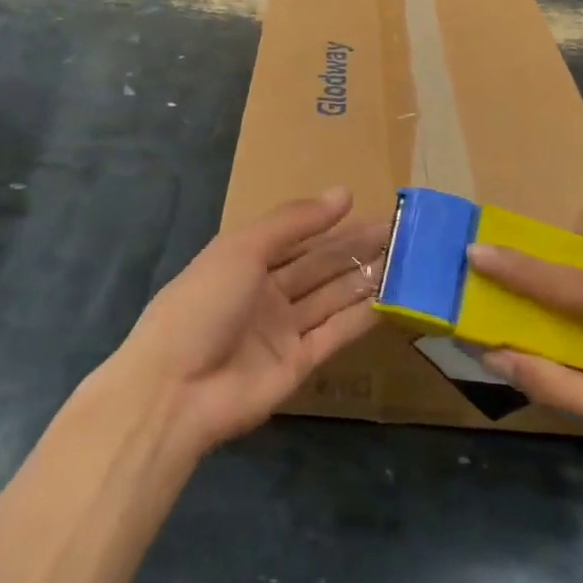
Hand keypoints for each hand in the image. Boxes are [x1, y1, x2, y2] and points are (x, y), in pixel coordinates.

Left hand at [118, 188, 384, 455]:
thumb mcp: (242, 248)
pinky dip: (362, 316)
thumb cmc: (203, 303)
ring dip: (365, 278)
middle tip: (403, 234)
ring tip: (407, 261)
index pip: (297, 235)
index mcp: (245, 259)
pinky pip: (335, 333)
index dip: (332, 222)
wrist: (175, 389)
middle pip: (320, 265)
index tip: (371, 208)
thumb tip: (344, 193)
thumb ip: (294, 222)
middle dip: (357, 248)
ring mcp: (283, 330)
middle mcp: (266, 292)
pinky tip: (392, 299)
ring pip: (332, 297)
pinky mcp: (299, 364)